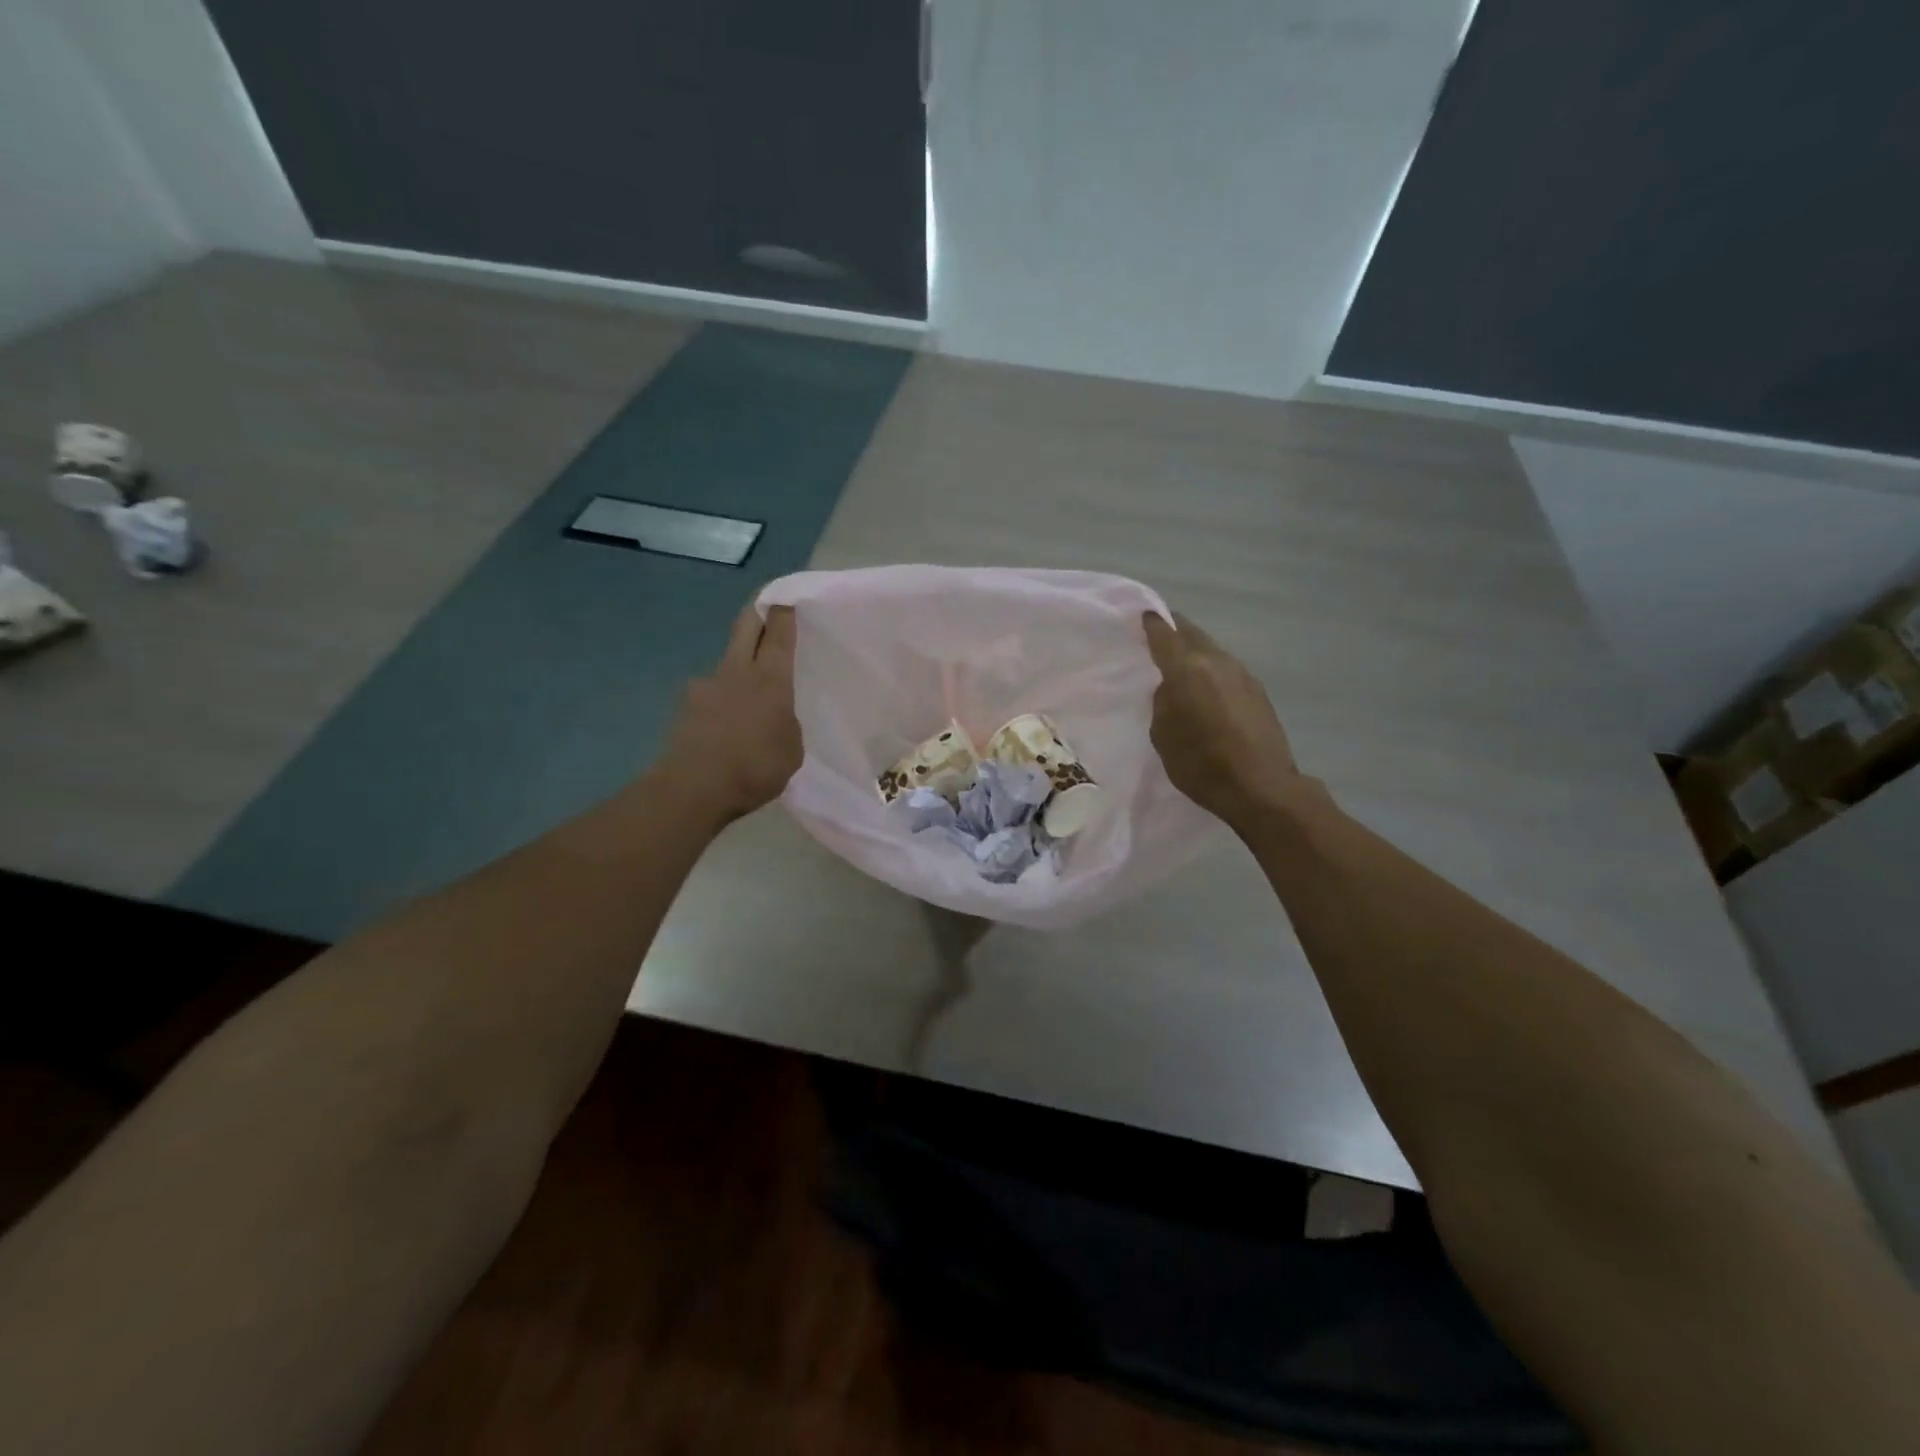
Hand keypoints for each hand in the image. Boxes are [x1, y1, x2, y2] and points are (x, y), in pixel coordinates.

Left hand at [661, 603, 801, 821]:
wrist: (695, 788)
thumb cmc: (755, 766)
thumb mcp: (792, 749)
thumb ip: (786, 724)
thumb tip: (774, 718)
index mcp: (769, 678)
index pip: (778, 633)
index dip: (783, 611)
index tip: (786, 598)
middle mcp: (735, 671)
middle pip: (745, 628)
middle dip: (757, 614)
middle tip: (766, 610)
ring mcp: (705, 687)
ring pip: (727, 665)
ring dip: (738, 670)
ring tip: (748, 700)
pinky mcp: (685, 709)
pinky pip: (711, 698)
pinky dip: (721, 705)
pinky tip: (726, 729)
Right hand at [1143, 612, 1310, 830]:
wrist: (1262, 788)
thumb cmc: (1202, 765)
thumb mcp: (1163, 736)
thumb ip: (1162, 702)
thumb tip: (1171, 688)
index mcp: (1187, 669)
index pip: (1165, 634)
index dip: (1151, 623)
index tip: (1141, 616)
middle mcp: (1217, 662)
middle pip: (1192, 634)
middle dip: (1174, 631)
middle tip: (1158, 636)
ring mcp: (1242, 674)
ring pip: (1211, 650)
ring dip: (1194, 651)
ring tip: (1180, 664)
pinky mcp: (1258, 691)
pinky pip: (1226, 669)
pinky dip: (1211, 670)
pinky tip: (1205, 688)